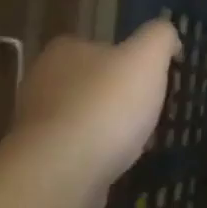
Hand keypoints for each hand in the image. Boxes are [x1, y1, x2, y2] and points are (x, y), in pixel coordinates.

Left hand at [15, 19, 178, 204]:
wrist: (64, 170)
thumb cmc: (107, 105)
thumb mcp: (147, 58)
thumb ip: (160, 37)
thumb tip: (169, 36)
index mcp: (66, 50)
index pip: (103, 46)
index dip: (131, 61)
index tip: (154, 81)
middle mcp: (44, 80)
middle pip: (94, 83)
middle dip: (121, 97)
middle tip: (151, 113)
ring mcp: (38, 122)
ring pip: (87, 117)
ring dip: (111, 128)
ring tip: (140, 142)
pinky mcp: (42, 157)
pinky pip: (79, 149)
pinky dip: (99, 154)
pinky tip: (118, 164)